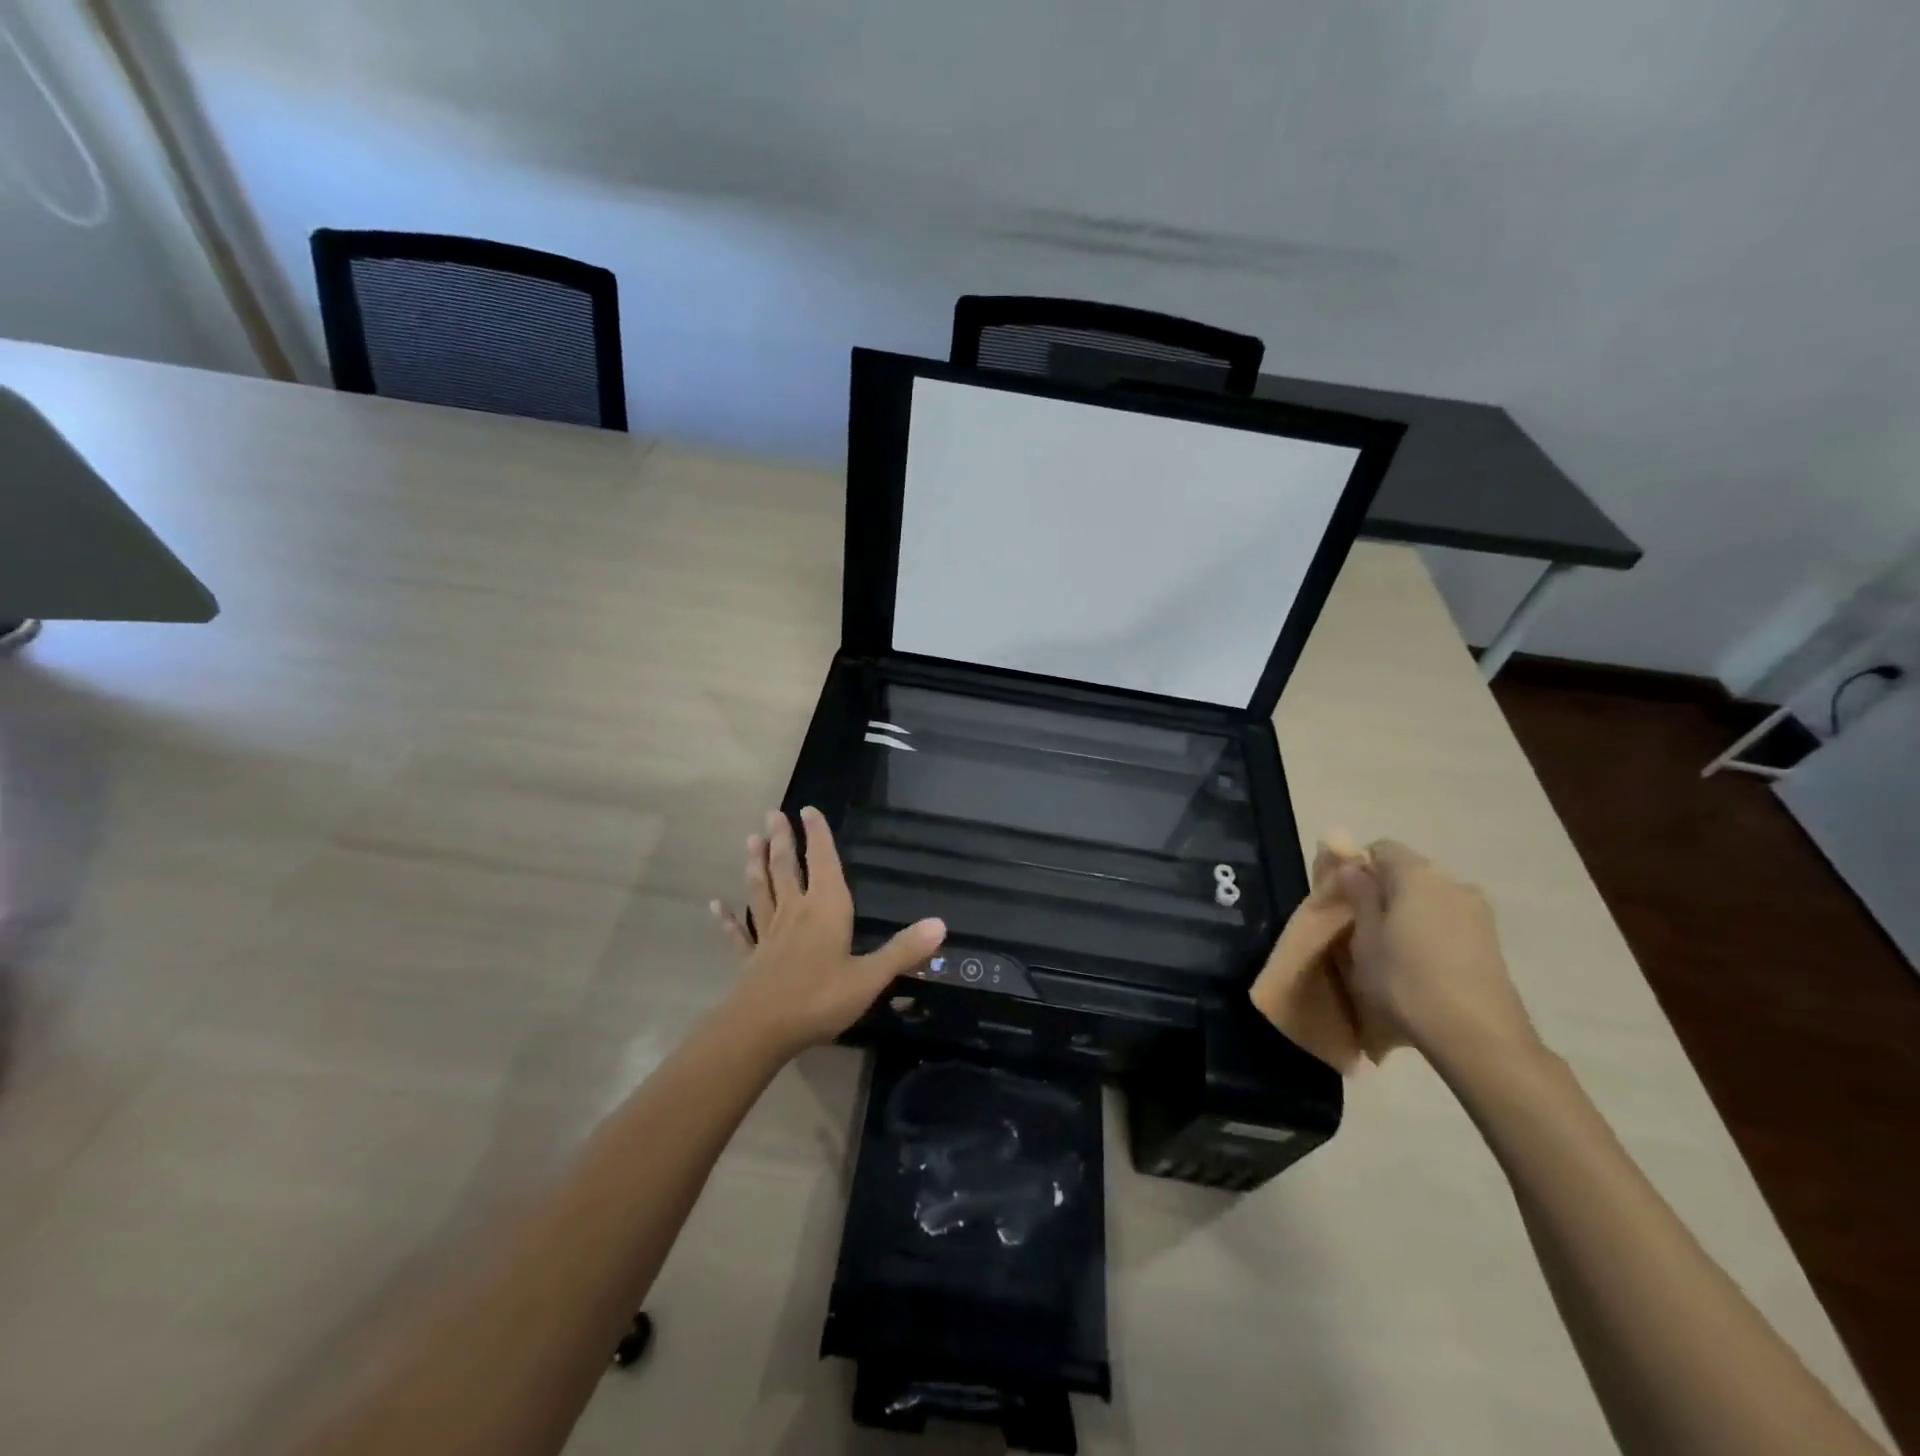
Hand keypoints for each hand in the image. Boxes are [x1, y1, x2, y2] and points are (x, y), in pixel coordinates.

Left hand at [711, 807, 945, 1054]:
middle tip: (772, 813)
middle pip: (786, 868)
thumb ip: (903, 950)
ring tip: (750, 840)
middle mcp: (795, 912)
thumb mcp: (870, 977)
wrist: (761, 1029)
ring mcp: (769, 934)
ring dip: (756, 865)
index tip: (808, 809)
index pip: (822, 862)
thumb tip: (941, 924)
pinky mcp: (751, 958)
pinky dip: (728, 917)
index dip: (817, 835)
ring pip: (761, 890)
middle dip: (781, 840)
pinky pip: (739, 932)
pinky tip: (716, 905)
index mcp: (825, 909)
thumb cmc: (820, 998)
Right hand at [1330, 841, 1541, 1069]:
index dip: (1359, 868)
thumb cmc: (1406, 982)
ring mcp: (1478, 910)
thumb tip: (1351, 866)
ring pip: (1429, 897)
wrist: (1478, 1037)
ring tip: (1396, 951)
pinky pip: (1449, 919)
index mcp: (1417, 874)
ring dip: (1409, 913)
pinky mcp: (1492, 939)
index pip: (1381, 848)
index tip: (1348, 900)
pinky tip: (1424, 965)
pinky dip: (1431, 930)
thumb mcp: (1364, 939)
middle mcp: (1452, 882)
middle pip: (1407, 872)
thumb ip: (1358, 895)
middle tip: (1366, 929)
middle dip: (1384, 891)